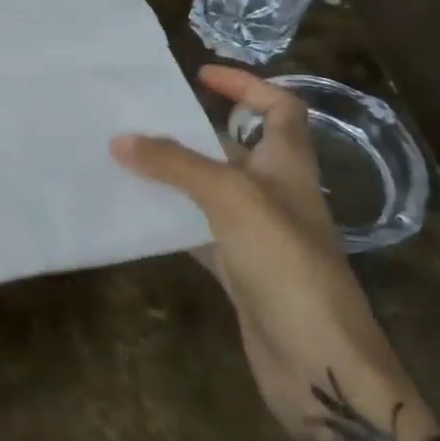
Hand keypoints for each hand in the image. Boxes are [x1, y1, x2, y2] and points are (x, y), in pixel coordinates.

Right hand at [113, 67, 437, 440]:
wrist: (319, 365)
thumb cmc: (285, 262)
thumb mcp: (230, 198)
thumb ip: (175, 164)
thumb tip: (120, 139)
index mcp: (288, 164)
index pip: (280, 107)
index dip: (247, 85)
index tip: (200, 75)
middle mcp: (276, 193)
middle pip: (237, 147)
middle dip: (193, 131)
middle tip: (142, 120)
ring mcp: (259, 236)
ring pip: (212, 192)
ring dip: (176, 177)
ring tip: (127, 161)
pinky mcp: (241, 272)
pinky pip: (199, 233)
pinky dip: (172, 222)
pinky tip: (138, 216)